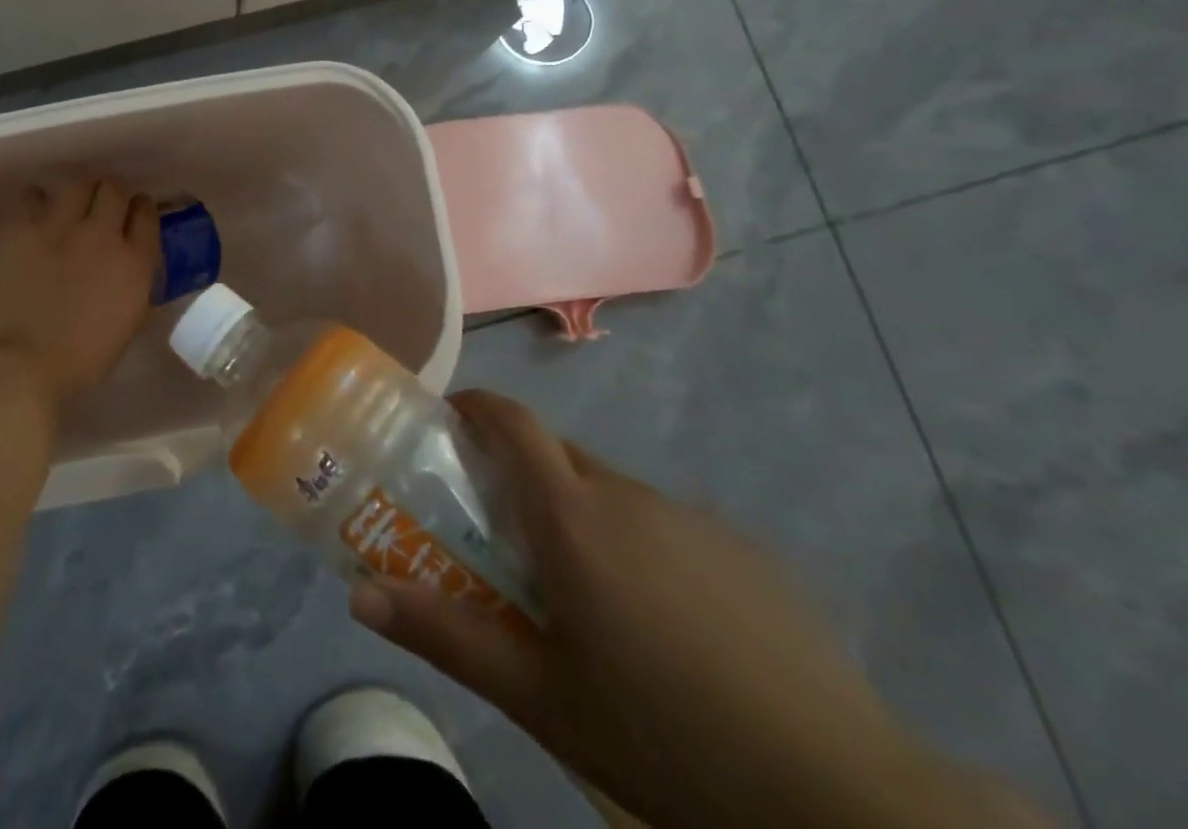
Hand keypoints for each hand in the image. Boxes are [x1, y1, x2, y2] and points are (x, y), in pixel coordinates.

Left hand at [0, 178, 159, 411]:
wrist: (18, 367)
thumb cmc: (78, 362)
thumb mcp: (127, 326)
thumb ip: (137, 289)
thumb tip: (135, 268)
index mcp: (134, 262)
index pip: (147, 212)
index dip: (139, 209)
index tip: (131, 215)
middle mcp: (102, 233)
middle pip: (114, 188)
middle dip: (110, 195)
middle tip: (99, 210)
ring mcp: (59, 225)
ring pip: (78, 183)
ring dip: (77, 194)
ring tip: (66, 209)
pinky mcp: (19, 225)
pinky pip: (33, 195)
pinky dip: (36, 204)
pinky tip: (32, 219)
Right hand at [348, 390, 1049, 828]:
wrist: (838, 793)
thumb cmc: (662, 734)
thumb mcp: (539, 697)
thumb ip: (446, 635)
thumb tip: (358, 594)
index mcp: (572, 518)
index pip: (513, 421)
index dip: (477, 407)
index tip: (449, 421)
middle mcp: (627, 496)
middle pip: (557, 456)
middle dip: (521, 475)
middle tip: (504, 535)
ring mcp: (690, 517)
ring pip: (611, 493)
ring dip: (582, 518)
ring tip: (585, 597)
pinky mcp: (741, 548)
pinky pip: (664, 524)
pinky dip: (639, 545)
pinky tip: (664, 625)